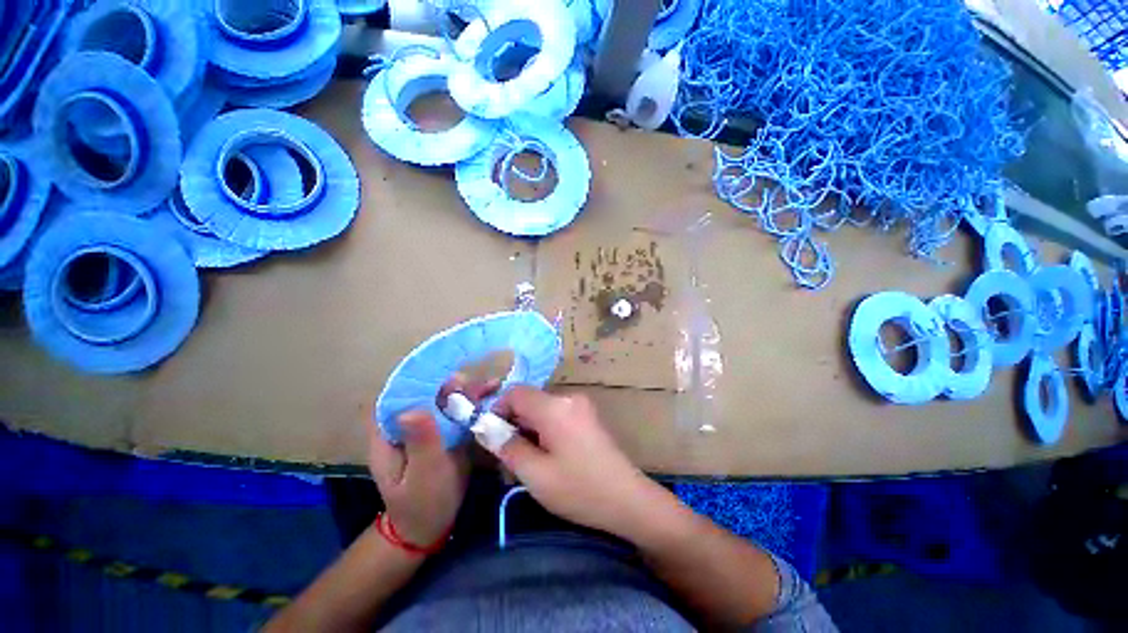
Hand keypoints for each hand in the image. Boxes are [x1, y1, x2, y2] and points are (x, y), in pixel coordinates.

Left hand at [368, 376, 497, 546]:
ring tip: (493, 386)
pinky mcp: (444, 431)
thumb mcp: (421, 475)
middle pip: (429, 391)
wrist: (429, 526)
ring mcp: (427, 425)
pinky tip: (493, 395)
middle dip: (454, 384)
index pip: (402, 393)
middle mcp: (407, 421)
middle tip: (480, 387)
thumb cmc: (420, 504)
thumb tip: (414, 408)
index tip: (453, 380)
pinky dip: (475, 402)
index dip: (426, 380)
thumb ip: (420, 442)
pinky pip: (459, 410)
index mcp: (389, 431)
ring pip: (446, 398)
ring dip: (469, 391)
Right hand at [489, 386, 660, 538]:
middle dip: (514, 423)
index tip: (491, 435)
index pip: (515, 392)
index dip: (497, 409)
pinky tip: (548, 456)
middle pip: (530, 400)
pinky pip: (557, 415)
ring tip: (528, 461)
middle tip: (508, 455)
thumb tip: (485, 428)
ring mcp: (581, 405)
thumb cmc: (579, 489)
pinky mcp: (588, 416)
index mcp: (554, 406)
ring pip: (542, 409)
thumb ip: (507, 447)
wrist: (628, 500)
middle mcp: (569, 397)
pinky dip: (544, 430)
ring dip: (529, 429)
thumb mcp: (535, 474)